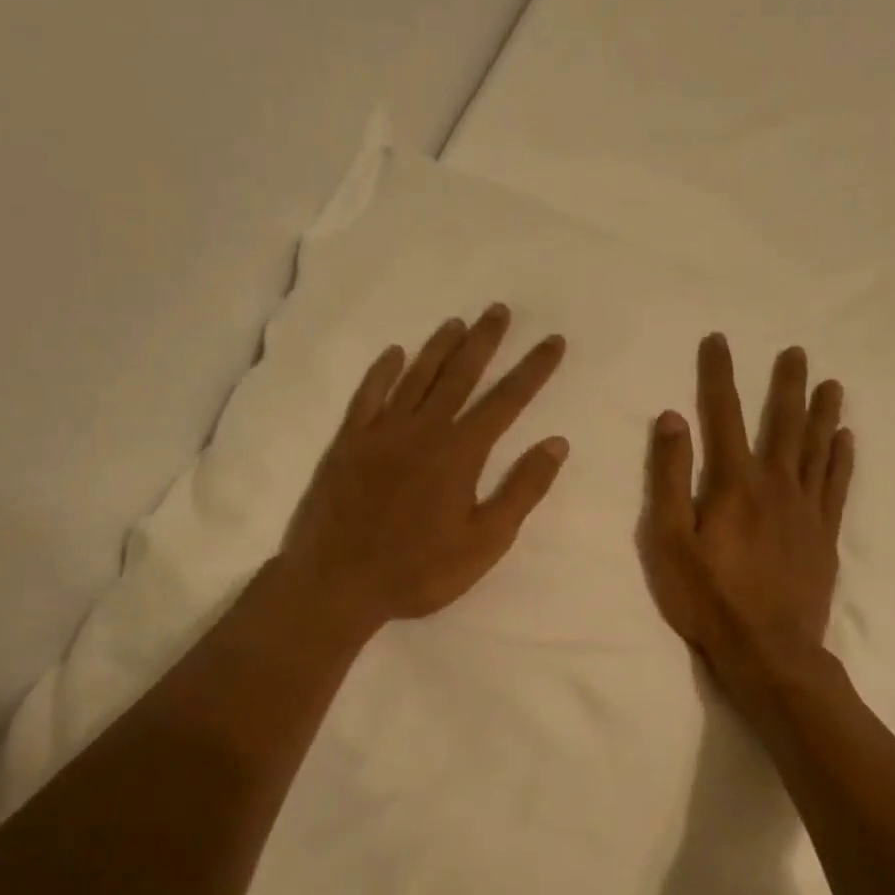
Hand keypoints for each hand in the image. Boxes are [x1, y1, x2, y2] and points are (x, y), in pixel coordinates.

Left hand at [278, 304, 568, 641]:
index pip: (506, 400)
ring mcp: (381, 433)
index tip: (553, 342)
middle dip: (484, 341)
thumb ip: (522, 490)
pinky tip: (394, 354)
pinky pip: (368, 396)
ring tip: (457, 323)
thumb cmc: (420, 570)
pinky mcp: (348, 443)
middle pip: (459, 375)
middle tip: (499, 311)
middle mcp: (422, 429)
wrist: (338, 583)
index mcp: (460, 453)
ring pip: (416, 377)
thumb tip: (556, 443)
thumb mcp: (485, 541)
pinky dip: (382, 372)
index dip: (533, 370)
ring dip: (439, 347)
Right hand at [640, 335, 853, 694]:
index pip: (724, 414)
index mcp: (734, 483)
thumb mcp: (669, 541)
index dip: (719, 374)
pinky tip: (847, 439)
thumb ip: (669, 478)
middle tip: (796, 351)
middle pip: (783, 423)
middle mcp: (776, 485)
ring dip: (823, 413)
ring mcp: (806, 509)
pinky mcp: (824, 535)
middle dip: (786, 385)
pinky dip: (842, 458)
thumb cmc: (708, 598)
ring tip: (831, 383)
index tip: (719, 340)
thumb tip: (672, 419)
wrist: (768, 650)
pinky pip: (837, 485)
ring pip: (817, 448)